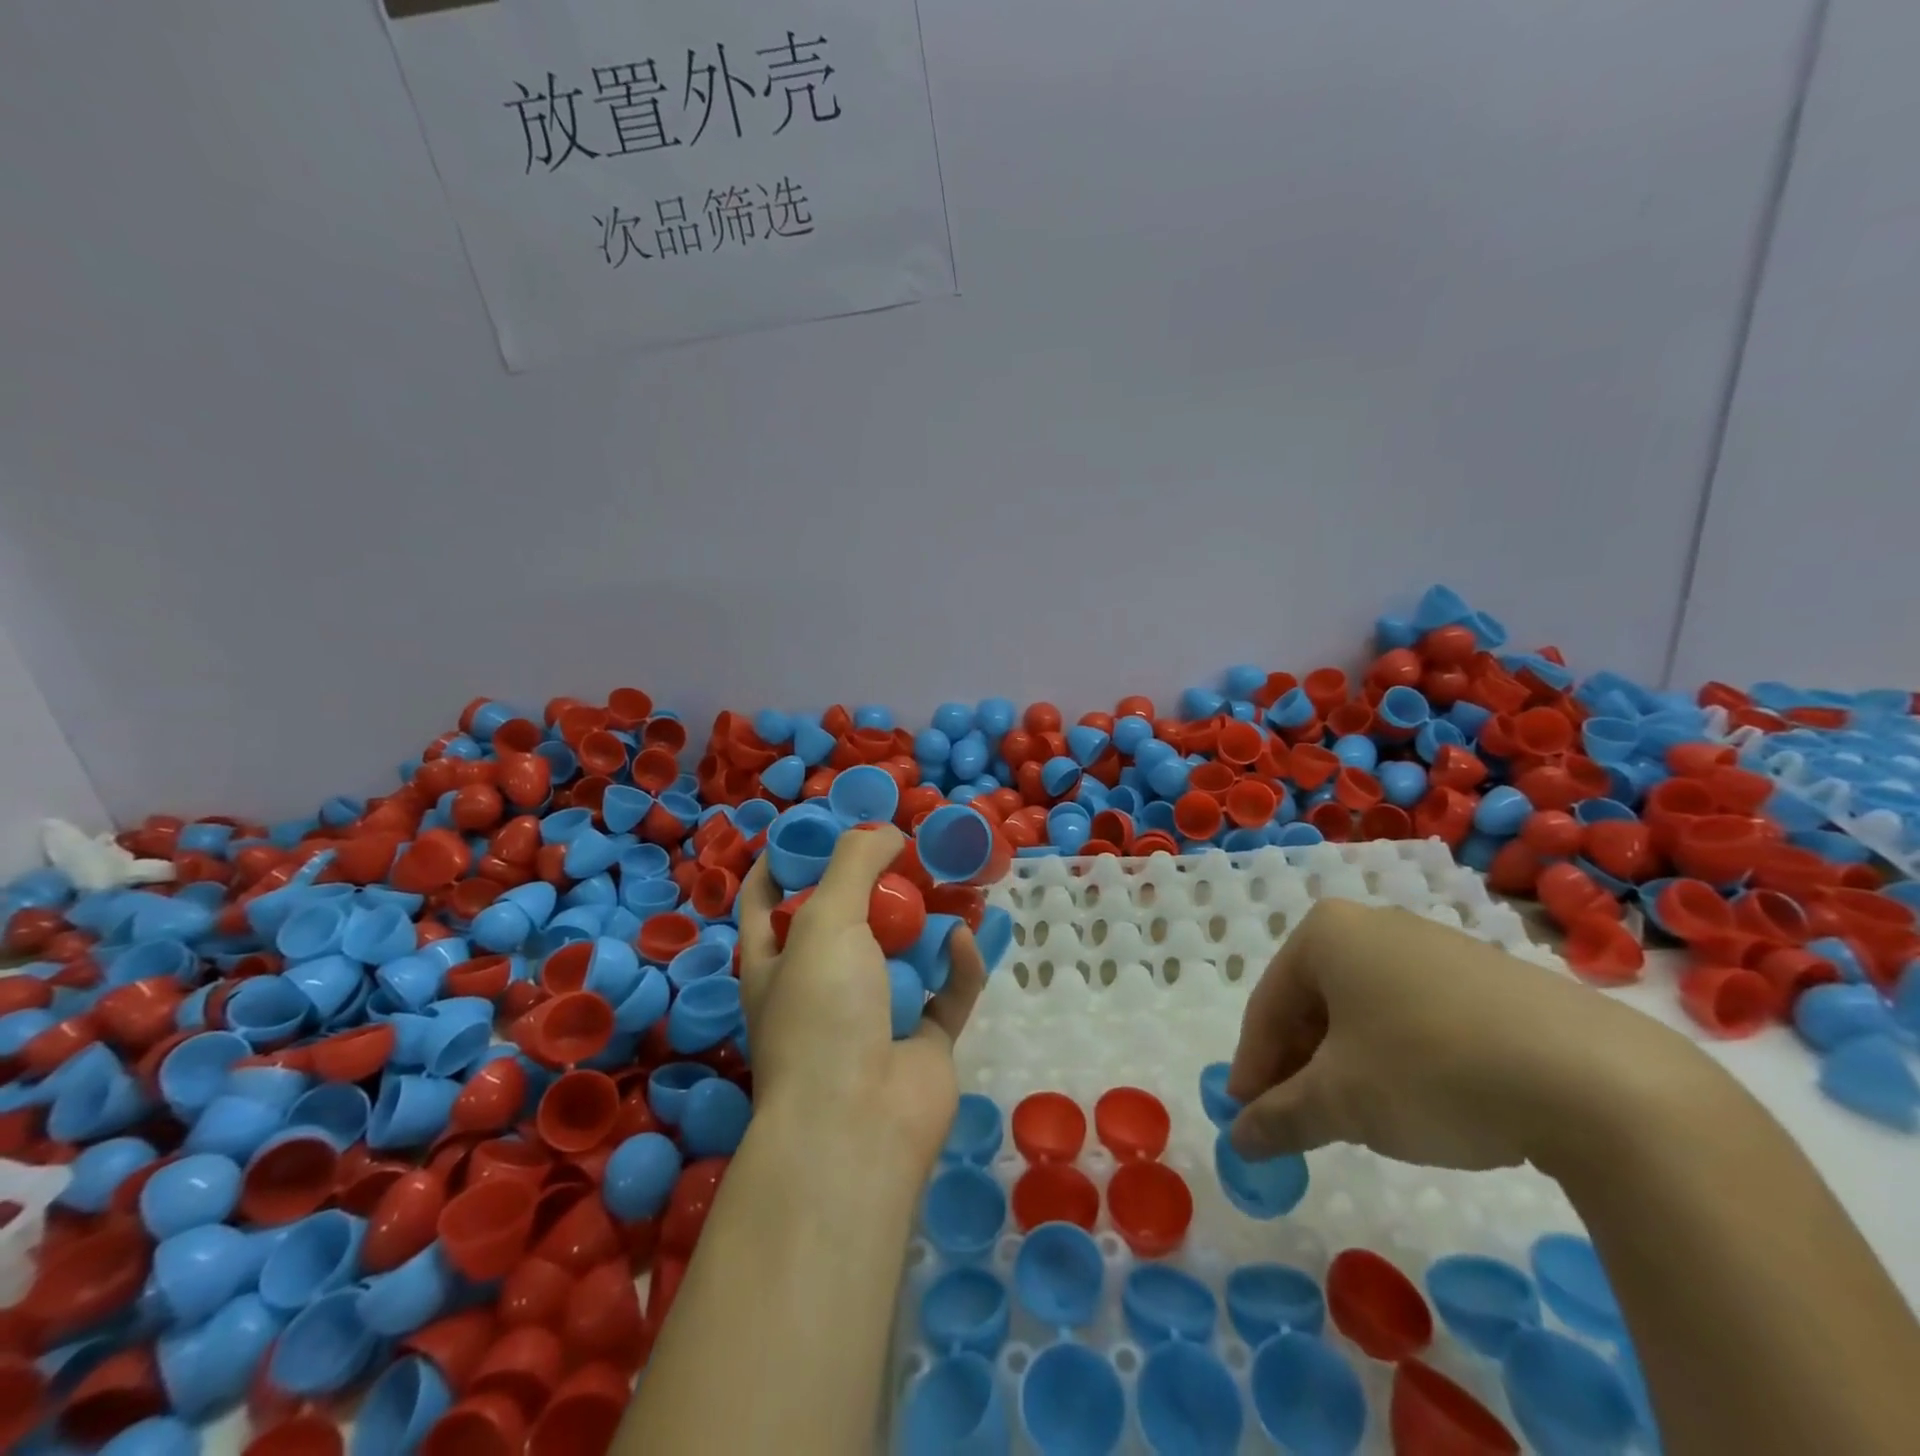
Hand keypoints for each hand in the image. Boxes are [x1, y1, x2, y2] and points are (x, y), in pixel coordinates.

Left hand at [736, 825, 986, 1176]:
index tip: (820, 825)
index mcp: (776, 961)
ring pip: (906, 952)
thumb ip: (854, 864)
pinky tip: (967, 940)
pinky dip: (958, 965)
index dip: (786, 860)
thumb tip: (886, 832)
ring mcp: (875, 1014)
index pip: (767, 899)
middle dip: (878, 883)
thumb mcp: (824, 920)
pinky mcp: (923, 1039)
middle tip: (910, 847)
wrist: (858, 1124)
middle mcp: (821, 985)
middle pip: (848, 919)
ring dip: (931, 919)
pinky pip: (947, 992)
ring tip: (955, 877)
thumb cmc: (822, 1012)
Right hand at [1226, 899, 1689, 1170]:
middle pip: (1315, 1003)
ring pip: (1364, 1009)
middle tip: (1300, 1122)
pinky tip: (1420, 1100)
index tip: (1248, 1119)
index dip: (1253, 1067)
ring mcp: (1435, 945)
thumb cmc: (1432, 1070)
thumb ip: (1280, 1117)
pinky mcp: (1487, 976)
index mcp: (1325, 933)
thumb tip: (1238, 1139)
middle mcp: (1373, 925)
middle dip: (1302, 1066)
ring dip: (1347, 1064)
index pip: (1268, 1006)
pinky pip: (1415, 1013)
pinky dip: (1398, 1056)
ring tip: (1358, 1118)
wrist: (1599, 1080)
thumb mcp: (1342, 1102)